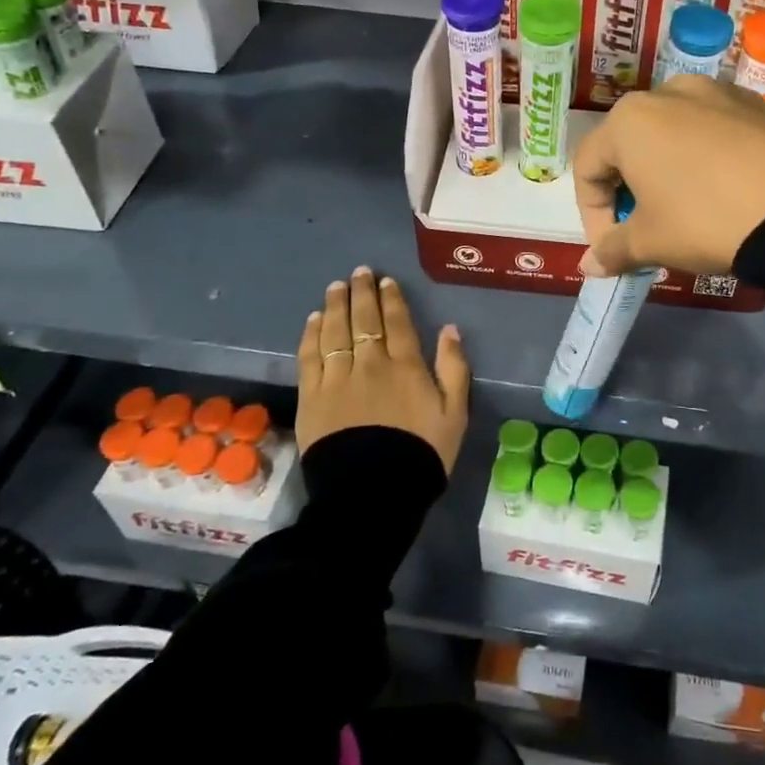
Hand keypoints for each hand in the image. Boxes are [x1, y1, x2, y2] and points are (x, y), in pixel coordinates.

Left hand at [296, 266, 470, 471]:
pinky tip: (313, 320)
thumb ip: (454, 368)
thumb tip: (450, 329)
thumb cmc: (421, 453)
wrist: (373, 492)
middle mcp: (370, 363)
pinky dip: (311, 334)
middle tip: (359, 272)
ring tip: (336, 287)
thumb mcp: (455, 414)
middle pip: (363, 319)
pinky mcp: (312, 396)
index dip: (391, 299)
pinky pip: (310, 356)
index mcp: (406, 366)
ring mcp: (337, 378)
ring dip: (335, 305)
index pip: (397, 322)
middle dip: (362, 293)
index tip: (385, 281)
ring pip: (334, 331)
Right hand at [574, 75, 764, 276]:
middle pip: (628, 145)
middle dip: (628, 191)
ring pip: (671, 134)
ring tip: (685, 209)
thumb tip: (589, 266)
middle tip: (645, 230)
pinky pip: (711, 130)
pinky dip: (703, 159)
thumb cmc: (706, 219)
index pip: (587, 168)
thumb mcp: (652, 242)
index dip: (592, 215)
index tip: (612, 248)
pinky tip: (724, 190)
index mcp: (628, 120)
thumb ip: (613, 249)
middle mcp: (666, 92)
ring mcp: (715, 91)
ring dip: (665, 172)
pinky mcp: (753, 102)